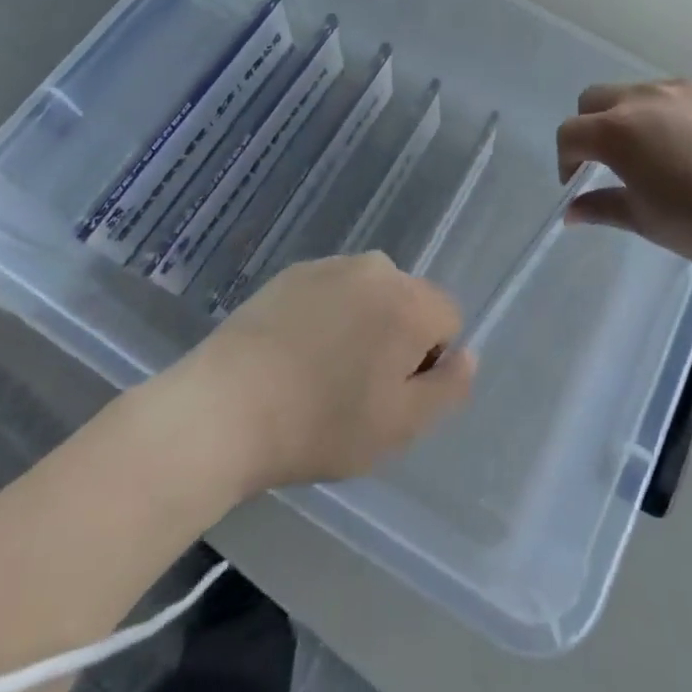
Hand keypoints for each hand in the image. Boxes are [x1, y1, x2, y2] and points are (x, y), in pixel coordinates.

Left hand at [181, 253, 474, 490]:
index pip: (448, 318)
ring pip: (369, 295)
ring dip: (361, 324)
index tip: (391, 393)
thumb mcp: (399, 426)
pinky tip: (294, 353)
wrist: (224, 408)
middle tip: (357, 388)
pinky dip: (326, 315)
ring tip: (321, 371)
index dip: (428, 360)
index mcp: (409, 302)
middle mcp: (376, 269)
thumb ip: (448, 388)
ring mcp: (331, 265)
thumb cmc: (320, 424)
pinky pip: (332, 291)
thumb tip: (468, 354)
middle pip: (409, 302)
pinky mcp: (293, 272)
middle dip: (396, 338)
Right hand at [557, 79, 691, 275]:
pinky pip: (684, 95)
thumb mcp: (651, 223)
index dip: (565, 159)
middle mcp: (646, 97)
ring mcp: (687, 87)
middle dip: (591, 127)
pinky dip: (676, 115)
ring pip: (641, 94)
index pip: (570, 132)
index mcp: (619, 131)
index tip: (578, 183)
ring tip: (663, 155)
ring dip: (634, 119)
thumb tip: (572, 209)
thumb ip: (604, 208)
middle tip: (611, 163)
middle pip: (596, 99)